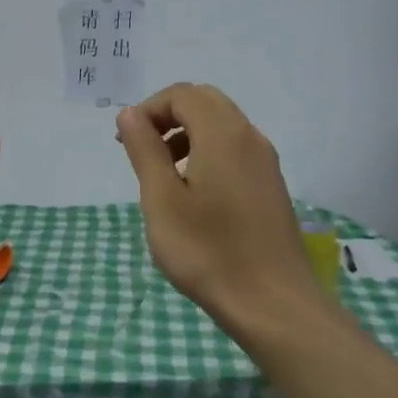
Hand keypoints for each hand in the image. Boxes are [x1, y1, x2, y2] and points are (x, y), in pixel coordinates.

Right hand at [115, 83, 319, 334]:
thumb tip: (130, 113)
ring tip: (162, 175)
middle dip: (168, 117)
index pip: (183, 94)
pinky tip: (192, 194)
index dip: (149, 109)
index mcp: (223, 134)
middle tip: (141, 151)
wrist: (272, 303)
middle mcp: (250, 138)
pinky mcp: (270, 186)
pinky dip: (206, 153)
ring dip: (186, 135)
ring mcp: (265, 163)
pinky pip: (235, 150)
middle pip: (205, 102)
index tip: (125, 141)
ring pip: (222, 126)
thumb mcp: (161, 200)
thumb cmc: (208, 251)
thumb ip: (145, 150)